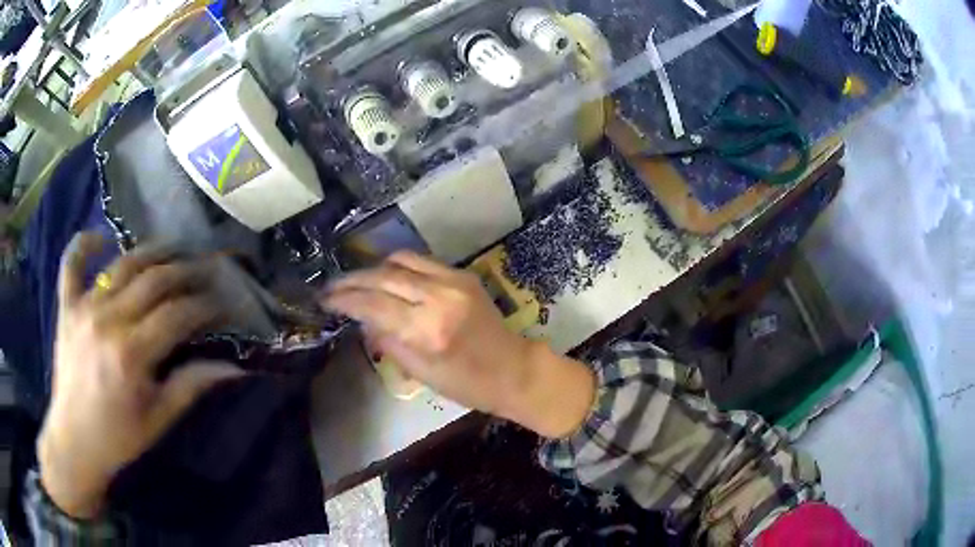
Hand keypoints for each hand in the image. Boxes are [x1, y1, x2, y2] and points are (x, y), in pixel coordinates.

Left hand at [38, 233, 243, 518]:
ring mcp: (84, 308)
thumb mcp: (158, 419)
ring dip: (151, 250)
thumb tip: (233, 365)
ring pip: (122, 264)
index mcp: (131, 354)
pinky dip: (84, 244)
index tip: (225, 302)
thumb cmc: (119, 436)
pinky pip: (71, 263)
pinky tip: (102, 240)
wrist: (75, 441)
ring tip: (173, 246)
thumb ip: (191, 385)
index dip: (205, 305)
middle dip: (186, 270)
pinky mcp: (67, 307)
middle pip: (154, 280)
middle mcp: (107, 321)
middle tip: (207, 267)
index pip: (177, 315)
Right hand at [323, 252, 594, 437]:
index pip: (373, 305)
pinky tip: (386, 278)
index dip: (344, 300)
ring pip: (400, 260)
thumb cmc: (466, 384)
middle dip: (352, 280)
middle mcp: (438, 297)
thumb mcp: (420, 372)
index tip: (324, 300)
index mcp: (427, 330)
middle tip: (331, 288)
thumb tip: (363, 318)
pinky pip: (421, 261)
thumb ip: (387, 340)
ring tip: (357, 282)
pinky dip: (398, 267)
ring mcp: (453, 281)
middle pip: (383, 277)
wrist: (513, 369)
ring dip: (373, 269)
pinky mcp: (463, 274)